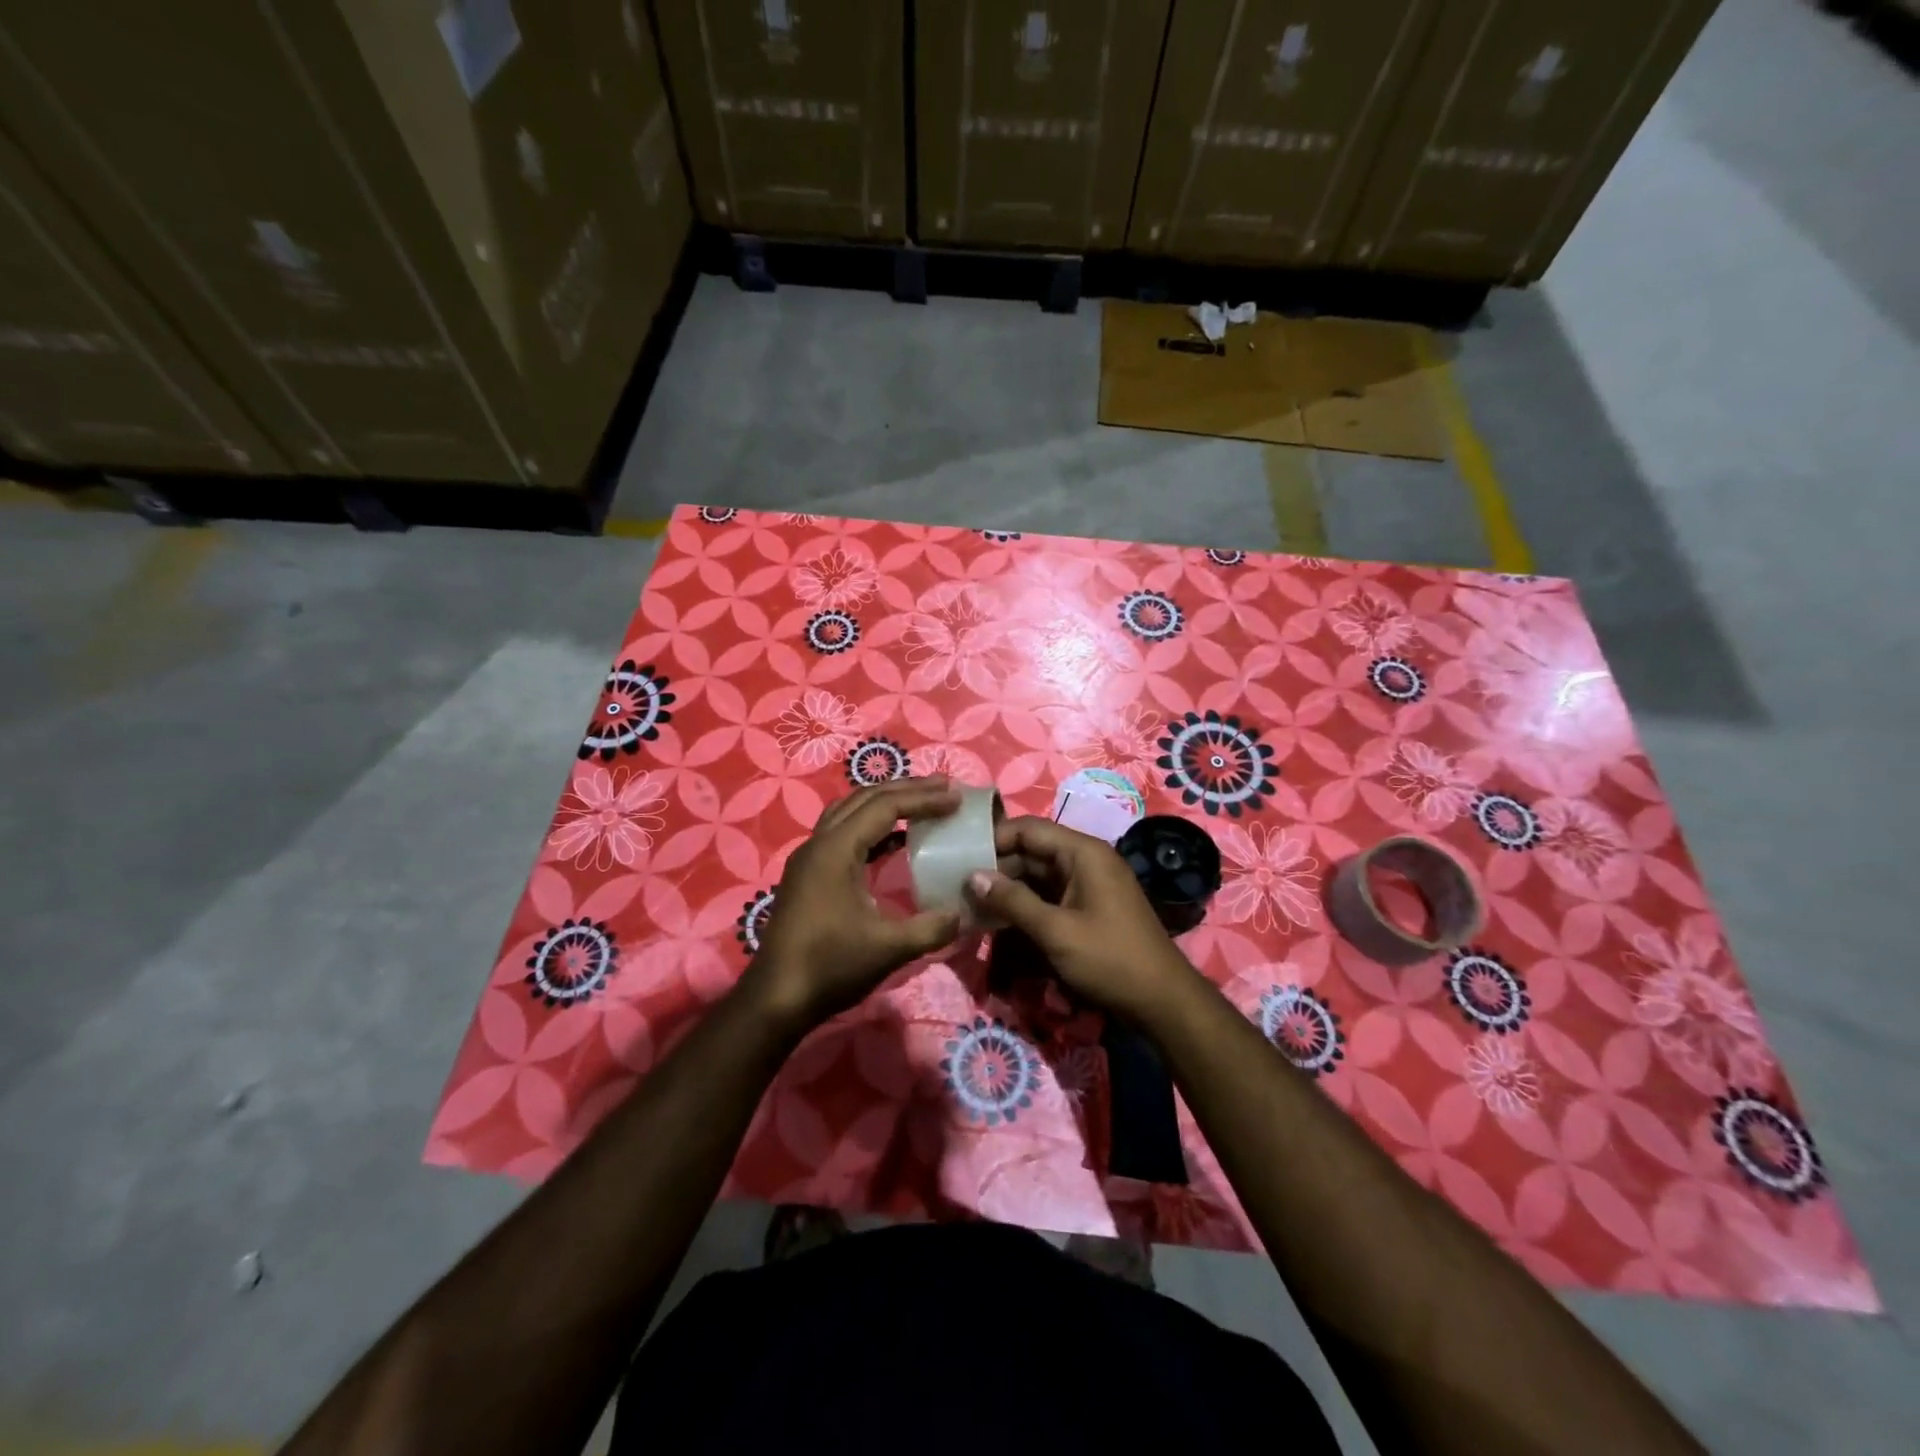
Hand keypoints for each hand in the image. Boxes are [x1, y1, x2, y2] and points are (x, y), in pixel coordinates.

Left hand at [742, 777, 964, 1032]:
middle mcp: (819, 843)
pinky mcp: (809, 876)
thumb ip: (931, 927)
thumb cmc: (829, 968)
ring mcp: (810, 858)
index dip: (923, 799)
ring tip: (922, 805)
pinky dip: (872, 828)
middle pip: (865, 799)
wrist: (775, 999)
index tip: (956, 797)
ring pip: (850, 812)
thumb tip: (964, 912)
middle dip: (906, 790)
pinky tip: (896, 841)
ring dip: (886, 804)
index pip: (885, 807)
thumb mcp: (888, 948)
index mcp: (835, 849)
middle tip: (944, 788)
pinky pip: (844, 834)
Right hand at [965, 815, 1201, 1023]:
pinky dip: (1026, 906)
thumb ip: (1013, 901)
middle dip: (998, 869)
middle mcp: (1086, 860)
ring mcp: (1088, 885)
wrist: (1162, 1001)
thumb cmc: (1109, 959)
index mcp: (1083, 853)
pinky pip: (1050, 897)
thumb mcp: (1056, 931)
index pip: (1030, 828)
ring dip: (1009, 891)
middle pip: (1032, 852)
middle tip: (960, 888)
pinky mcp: (1088, 908)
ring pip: (1038, 877)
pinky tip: (1000, 922)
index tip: (961, 858)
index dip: (995, 838)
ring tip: (973, 907)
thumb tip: (973, 876)